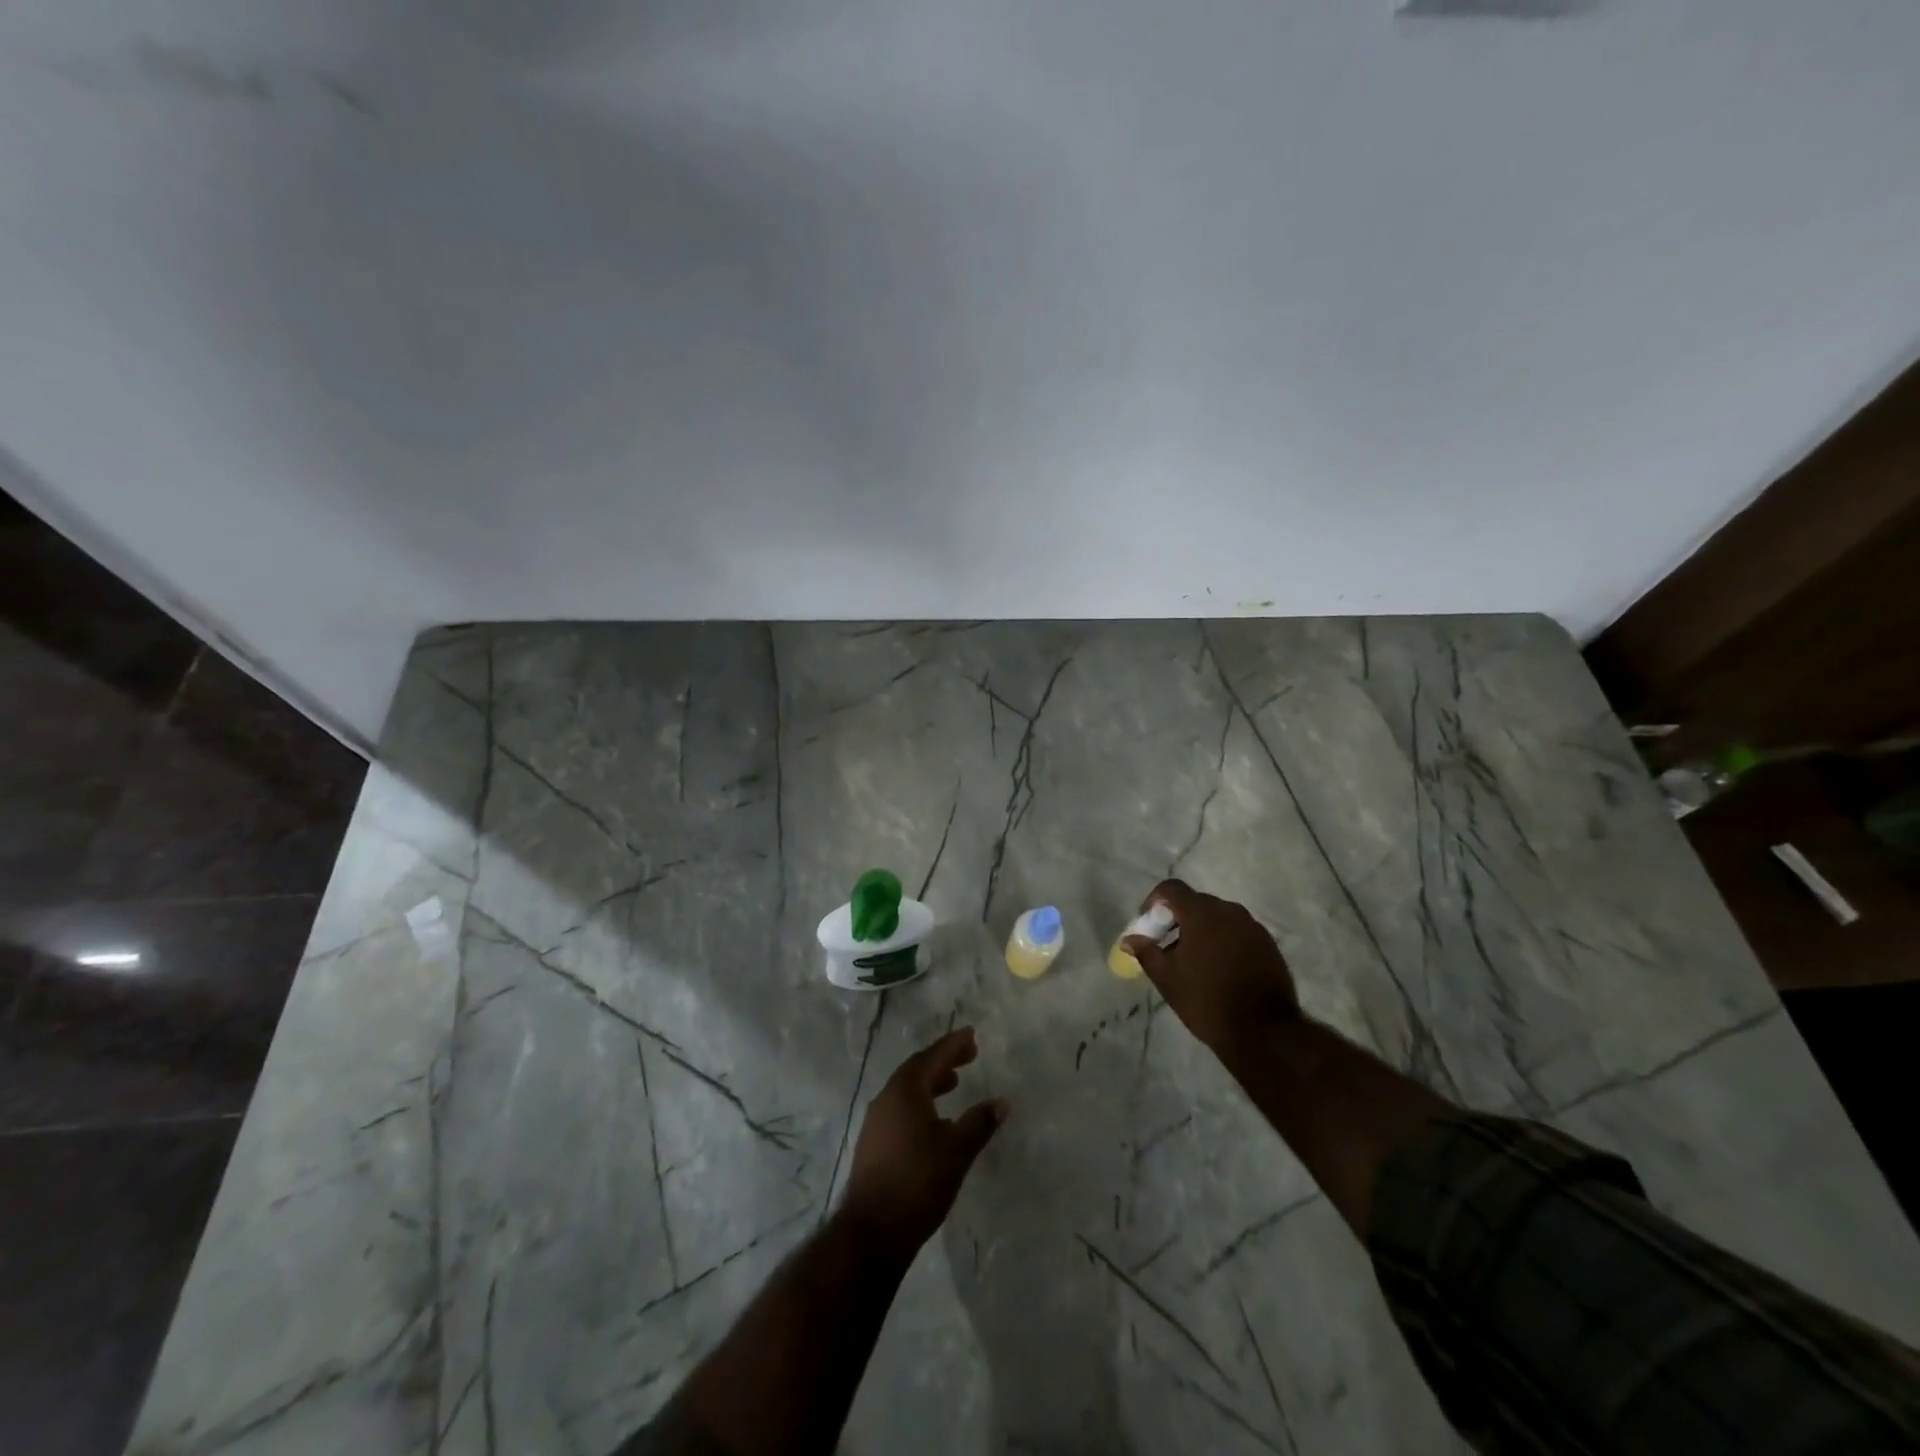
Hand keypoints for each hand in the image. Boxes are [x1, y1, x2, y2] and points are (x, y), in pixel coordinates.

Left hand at [841, 1027, 1008, 1256]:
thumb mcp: (957, 1150)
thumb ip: (980, 1123)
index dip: (953, 1045)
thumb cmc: (918, 1181)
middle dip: (943, 1061)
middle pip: (917, 1069)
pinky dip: (920, 1103)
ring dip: (931, 1082)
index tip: (971, 1034)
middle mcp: (887, 1098)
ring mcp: (876, 1121)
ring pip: (906, 1090)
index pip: (932, 1057)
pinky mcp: (872, 1143)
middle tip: (968, 1056)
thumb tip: (1002, 1102)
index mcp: (905, 1090)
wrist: (872, 1231)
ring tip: (953, 1084)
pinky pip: (899, 1109)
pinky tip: (934, 1121)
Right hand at [1124, 879, 1299, 1052]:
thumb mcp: (1167, 979)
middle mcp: (1229, 911)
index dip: (1155, 900)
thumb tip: (1128, 939)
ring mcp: (1252, 927)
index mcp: (1202, 913)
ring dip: (1202, 930)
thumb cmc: (1207, 1000)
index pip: (1172, 888)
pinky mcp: (1269, 944)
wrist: (1264, 1031)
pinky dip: (1224, 941)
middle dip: (1178, 919)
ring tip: (1194, 961)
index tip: (1149, 923)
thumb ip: (1146, 952)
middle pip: (1196, 902)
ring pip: (1219, 917)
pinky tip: (1220, 969)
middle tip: (1168, 946)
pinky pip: (1238, 932)